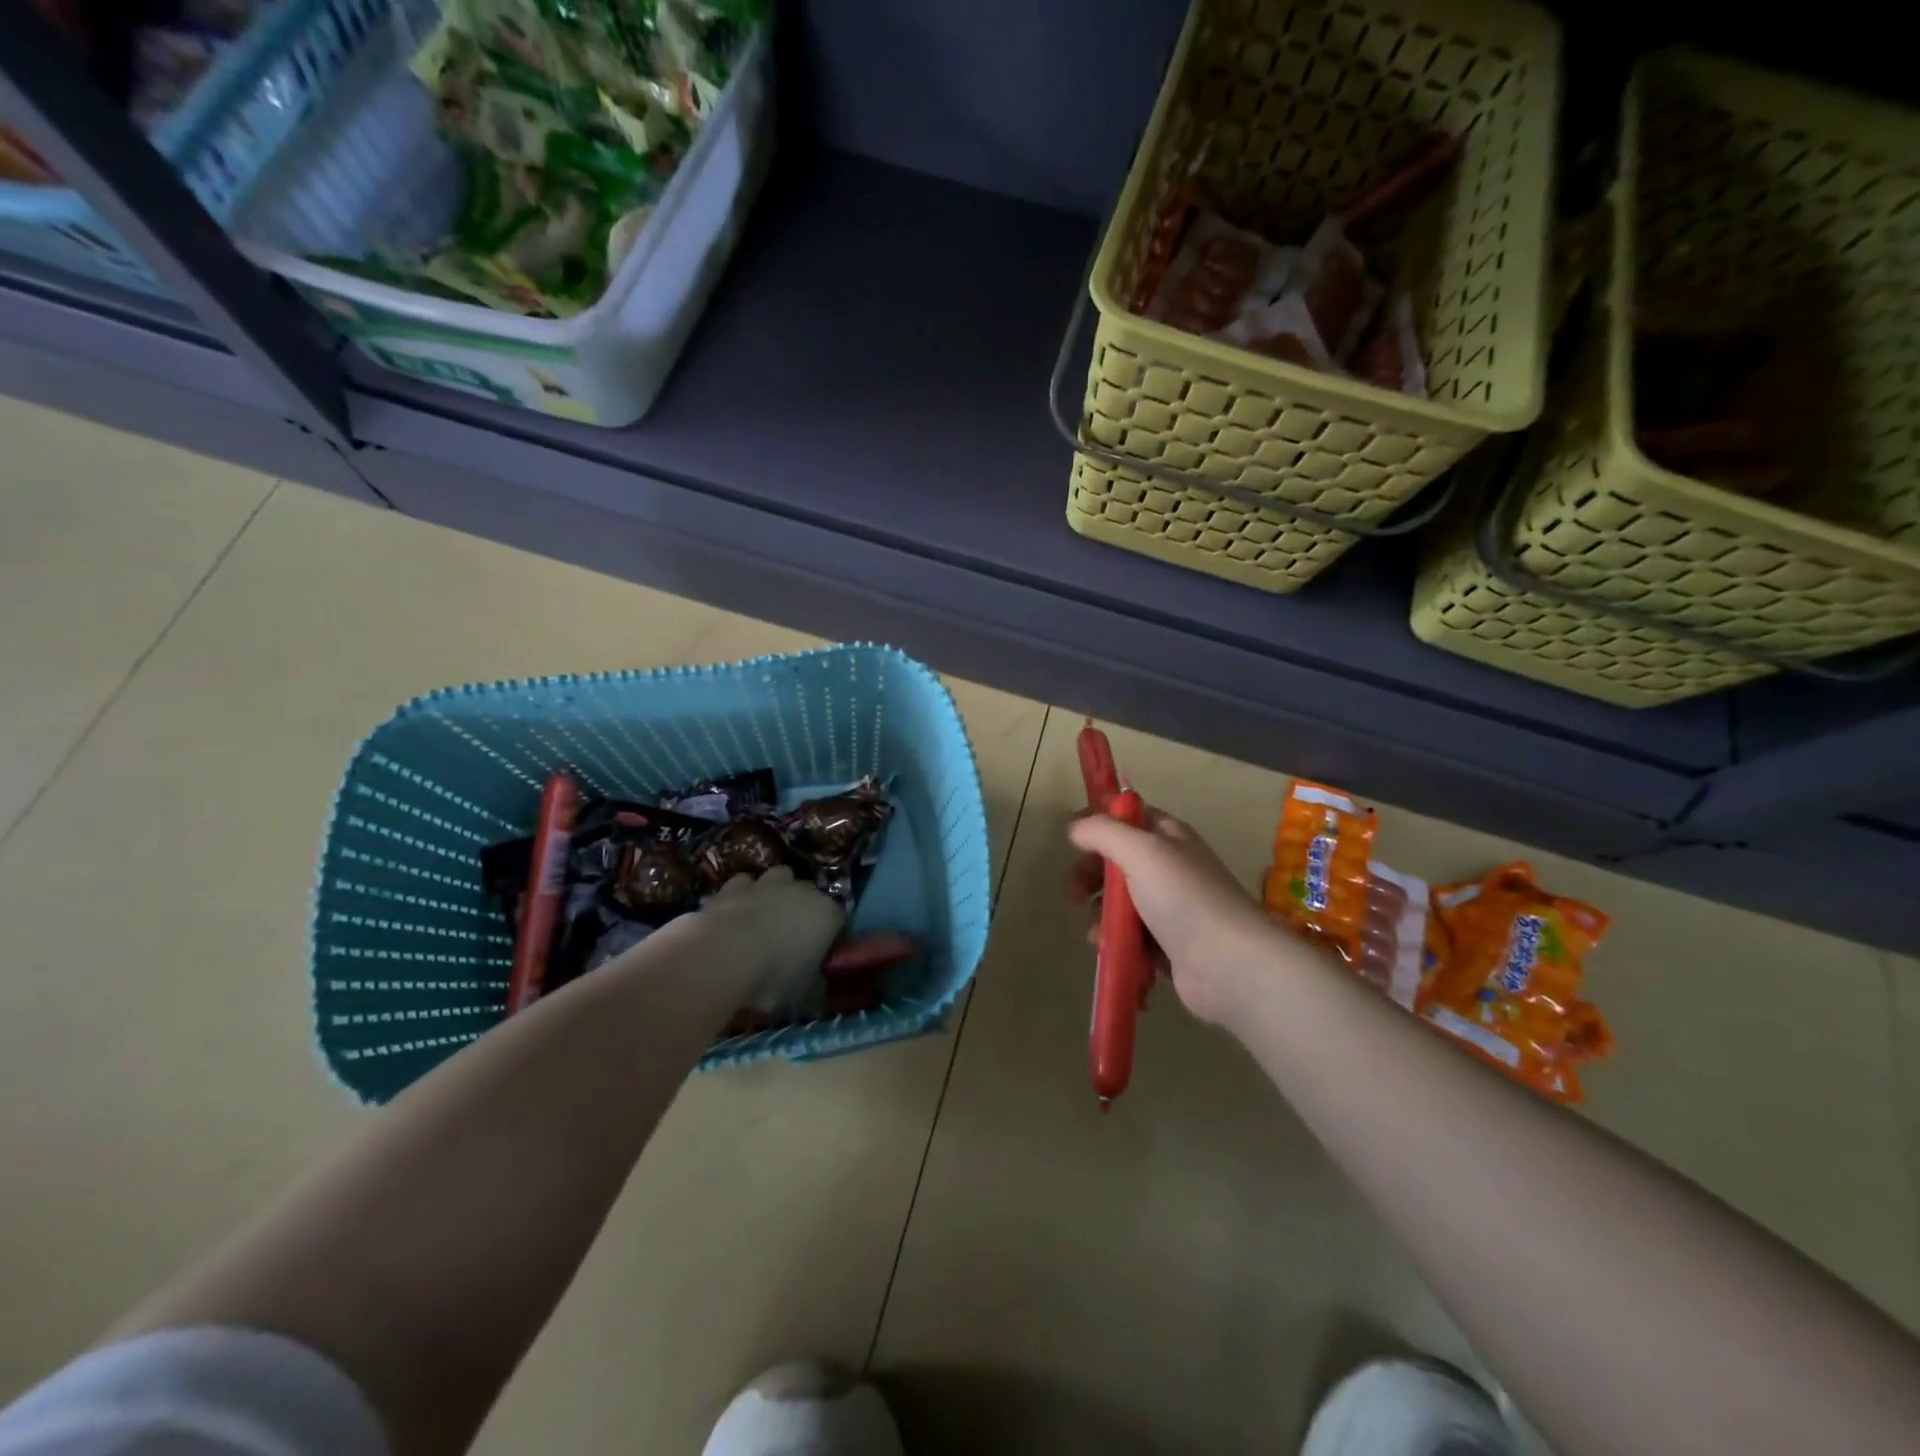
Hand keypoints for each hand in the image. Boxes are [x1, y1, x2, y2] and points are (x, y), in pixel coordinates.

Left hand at [689, 866, 845, 1014]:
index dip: (829, 935)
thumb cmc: (772, 977)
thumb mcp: (802, 994)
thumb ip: (813, 985)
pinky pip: (743, 884)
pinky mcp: (733, 886)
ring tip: (762, 916)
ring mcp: (767, 884)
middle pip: (808, 892)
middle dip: (802, 908)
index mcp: (827, 914)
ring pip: (777, 877)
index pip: (838, 919)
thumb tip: (816, 986)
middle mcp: (802, 891)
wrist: (723, 956)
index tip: (819, 953)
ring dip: (773, 892)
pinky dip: (741, 896)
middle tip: (790, 935)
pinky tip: (733, 913)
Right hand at [1068, 808, 1289, 1026]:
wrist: (1228, 964)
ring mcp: (1169, 906)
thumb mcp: (1140, 851)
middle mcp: (1169, 866)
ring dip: (1101, 913)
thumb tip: (1075, 828)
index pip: (1127, 817)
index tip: (1073, 844)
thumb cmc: (1183, 897)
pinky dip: (1116, 938)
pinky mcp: (1166, 942)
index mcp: (1168, 836)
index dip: (1098, 824)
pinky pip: (1130, 933)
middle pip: (1117, 860)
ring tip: (1096, 930)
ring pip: (1120, 901)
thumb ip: (1103, 832)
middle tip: (1077, 893)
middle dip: (1092, 875)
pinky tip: (1109, 948)